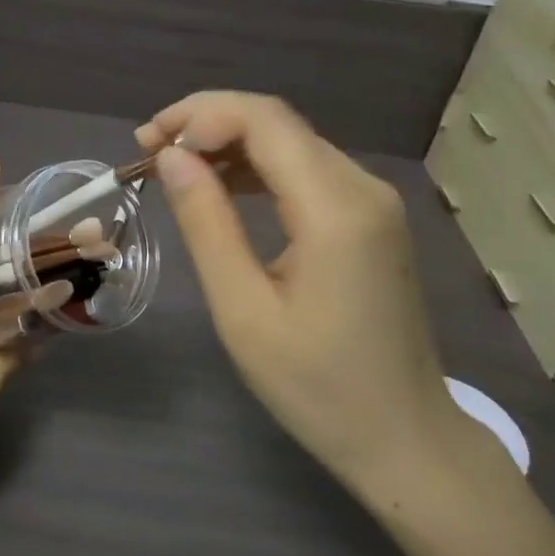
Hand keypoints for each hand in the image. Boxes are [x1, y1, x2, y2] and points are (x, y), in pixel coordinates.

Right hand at [137, 93, 465, 500]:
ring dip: (229, 142)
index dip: (200, 116)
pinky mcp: (371, 219)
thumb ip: (206, 223)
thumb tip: (172, 157)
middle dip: (208, 123)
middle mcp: (362, 188)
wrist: (405, 439)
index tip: (149, 145)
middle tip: (150, 151)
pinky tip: (224, 187)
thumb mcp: (243, 310)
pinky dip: (258, 167)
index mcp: (336, 208)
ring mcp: (373, 202)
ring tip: (175, 167)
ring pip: (291, 142)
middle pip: (277, 123)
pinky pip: (307, 170)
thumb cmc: (317, 387)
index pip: (264, 120)